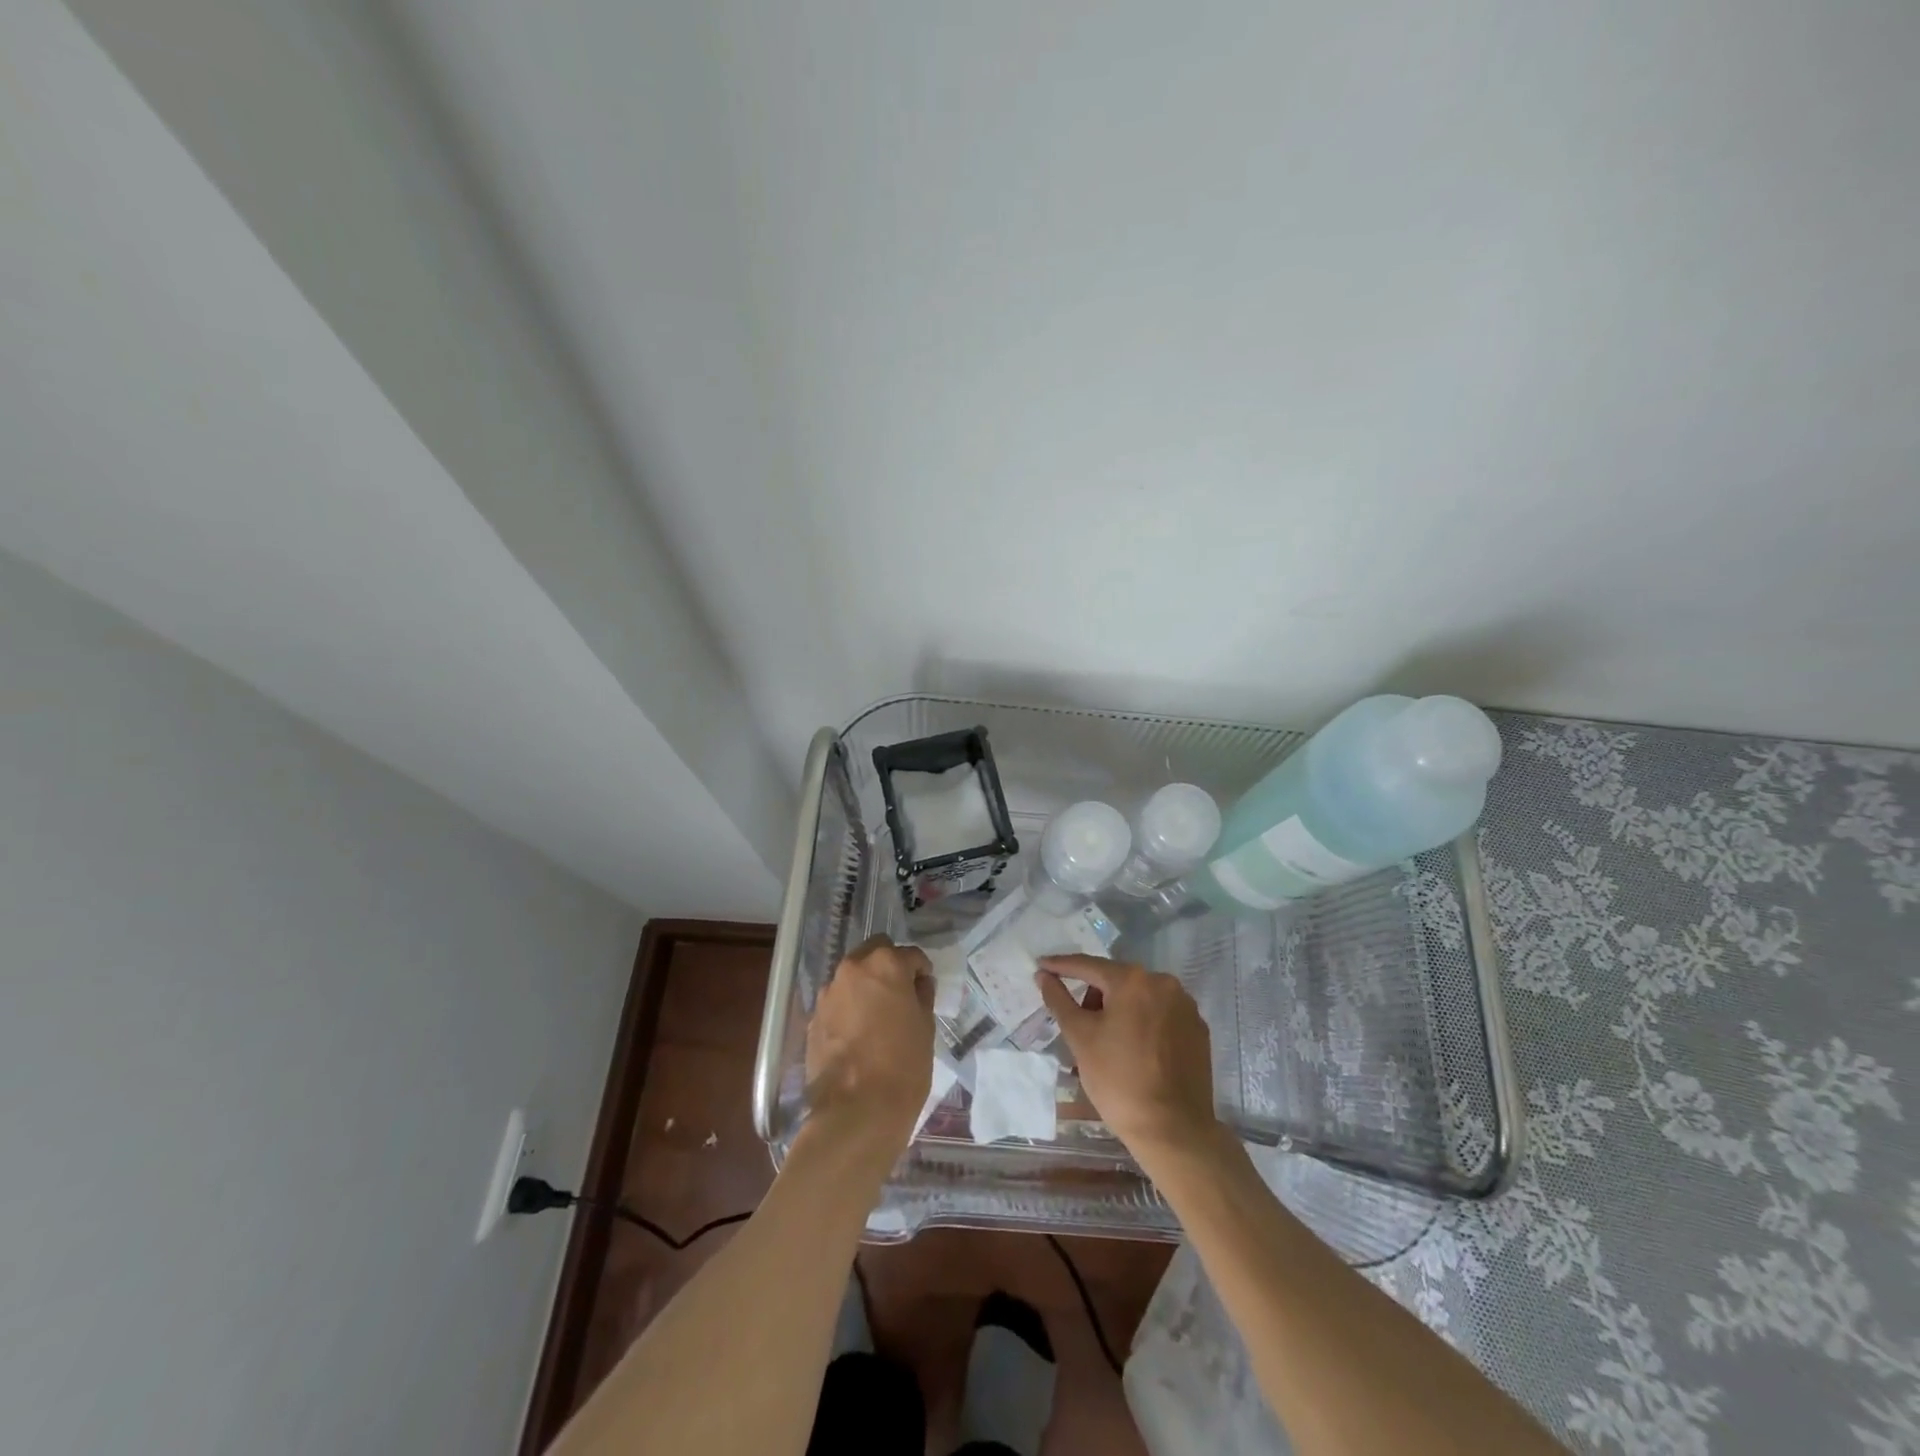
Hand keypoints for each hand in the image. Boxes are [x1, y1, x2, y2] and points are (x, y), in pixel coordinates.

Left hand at [804, 935, 933, 1158]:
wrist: (857, 1110)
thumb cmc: (903, 1065)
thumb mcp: (925, 1027)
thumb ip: (921, 996)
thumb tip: (917, 984)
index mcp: (885, 964)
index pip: (910, 955)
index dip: (921, 971)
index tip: (925, 989)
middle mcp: (853, 968)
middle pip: (875, 953)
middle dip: (888, 967)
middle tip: (900, 996)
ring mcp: (829, 992)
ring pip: (852, 977)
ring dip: (866, 987)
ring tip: (877, 1018)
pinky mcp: (814, 1017)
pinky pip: (837, 1003)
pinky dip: (849, 1009)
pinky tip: (858, 1036)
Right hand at [1037, 955, 1223, 1165]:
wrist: (1173, 1130)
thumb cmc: (1118, 1080)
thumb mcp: (1080, 1037)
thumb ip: (1059, 999)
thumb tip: (1043, 975)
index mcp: (1133, 980)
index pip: (1089, 965)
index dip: (1061, 966)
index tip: (1041, 966)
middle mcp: (1163, 983)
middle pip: (1116, 981)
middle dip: (1093, 996)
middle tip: (1077, 1024)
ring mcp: (1185, 1006)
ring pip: (1140, 998)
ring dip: (1119, 1010)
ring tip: (1106, 1043)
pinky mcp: (1198, 1029)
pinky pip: (1161, 1015)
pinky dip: (1143, 1023)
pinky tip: (1135, 1051)